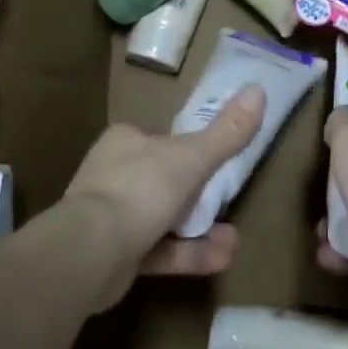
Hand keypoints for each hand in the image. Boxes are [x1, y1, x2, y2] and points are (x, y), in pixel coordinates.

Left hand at [62, 85, 266, 305]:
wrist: (88, 254)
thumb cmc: (141, 190)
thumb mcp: (193, 157)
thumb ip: (228, 131)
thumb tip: (259, 89)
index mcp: (125, 142)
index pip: (161, 139)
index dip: (189, 151)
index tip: (215, 165)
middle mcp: (113, 174)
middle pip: (164, 181)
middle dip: (199, 199)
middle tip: (227, 206)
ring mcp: (109, 217)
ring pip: (163, 220)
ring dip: (199, 231)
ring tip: (232, 241)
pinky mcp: (112, 256)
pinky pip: (157, 251)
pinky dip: (187, 254)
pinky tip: (220, 259)